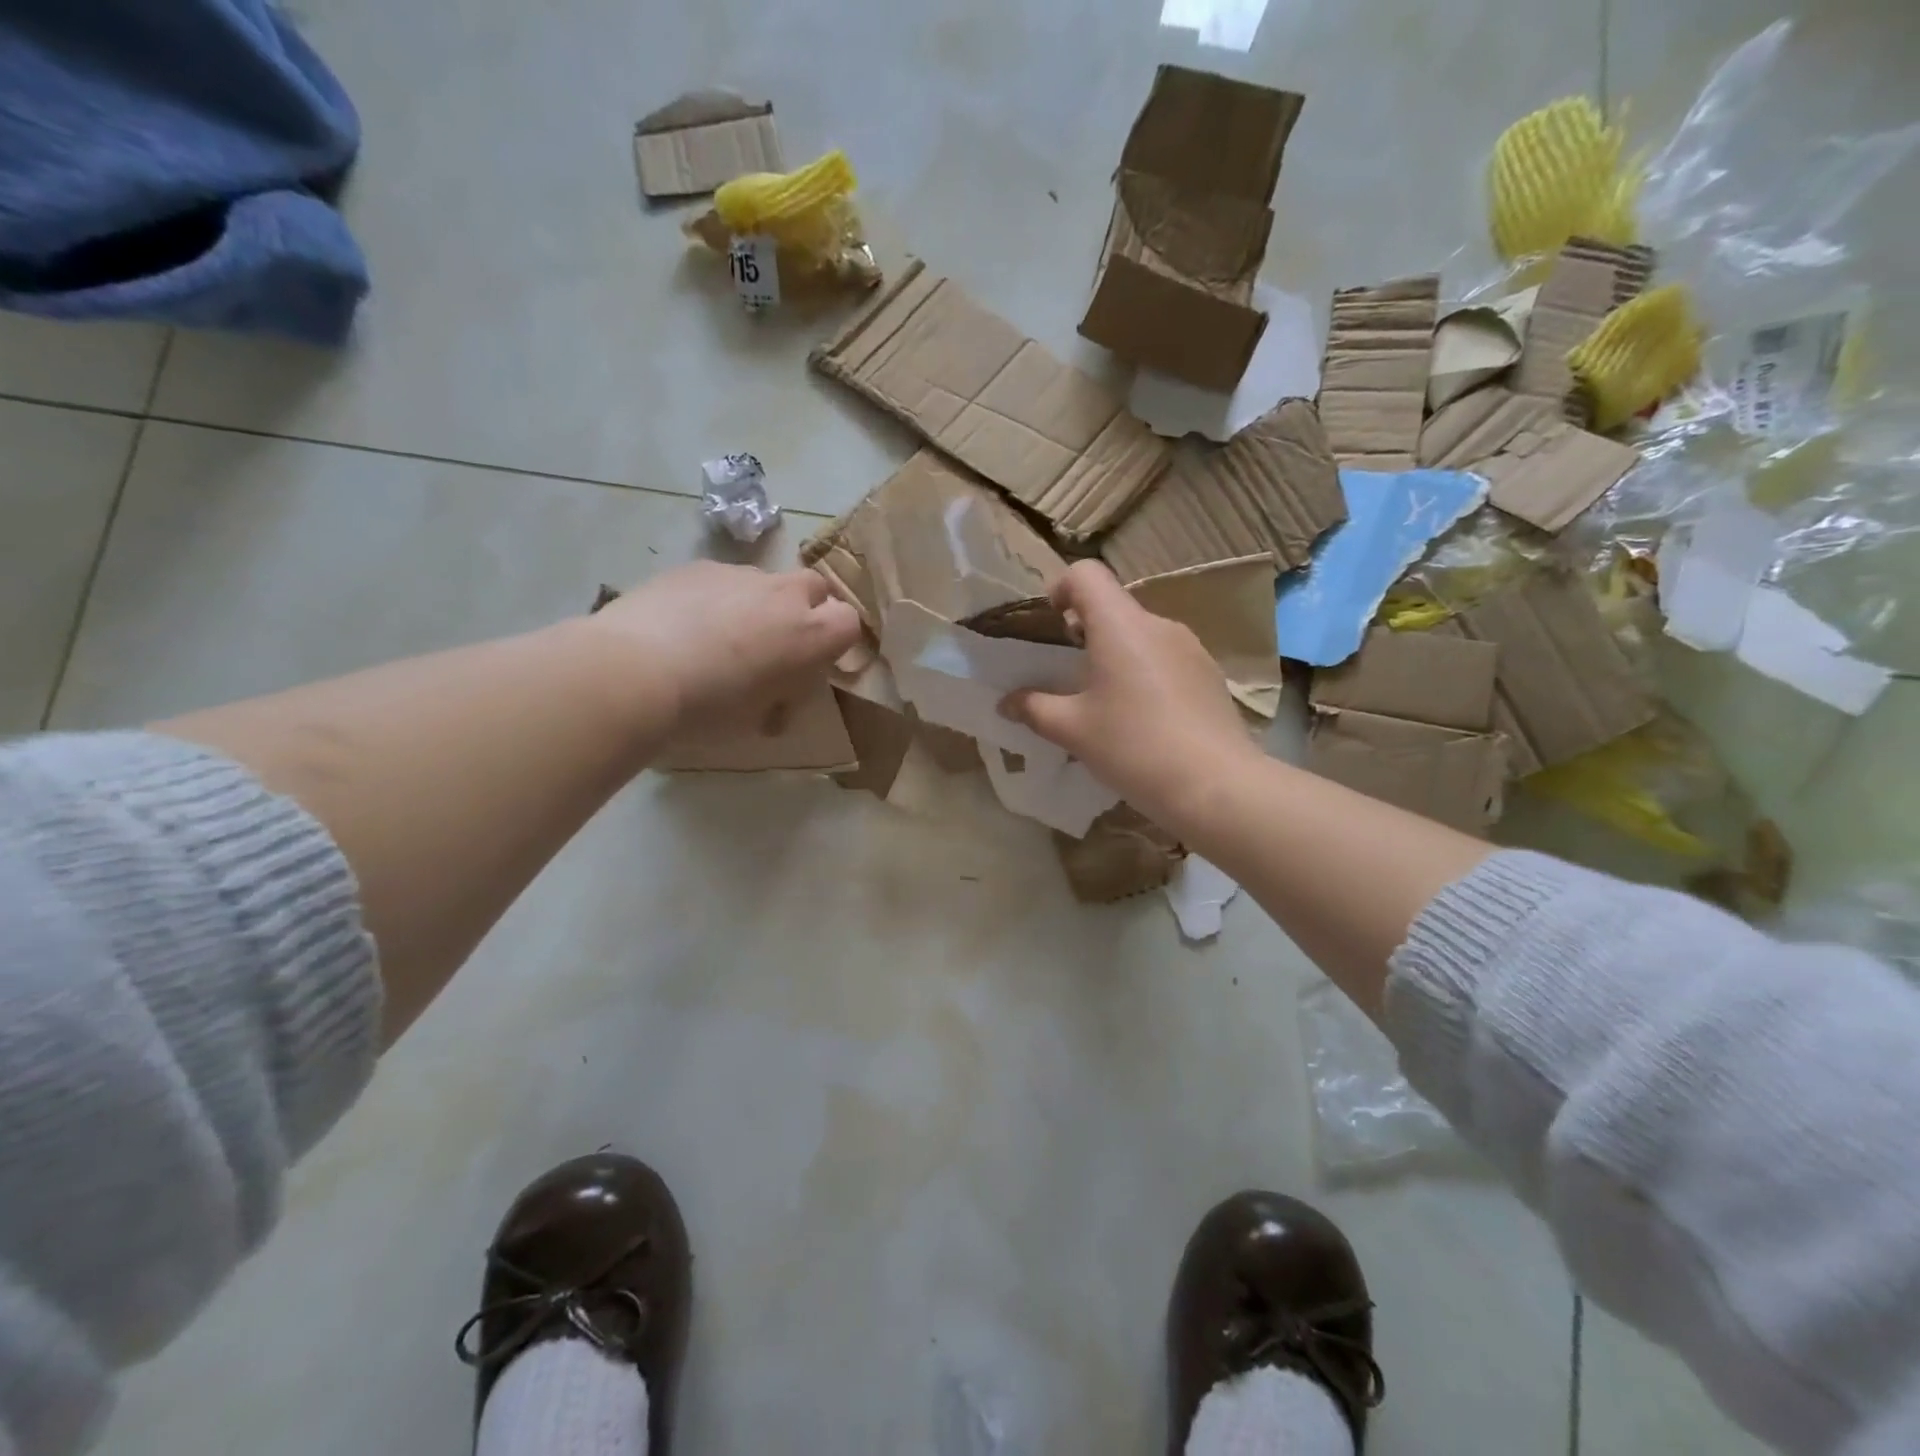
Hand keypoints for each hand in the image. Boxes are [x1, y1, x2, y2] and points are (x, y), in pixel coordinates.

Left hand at [590, 562, 861, 732]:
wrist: (634, 672)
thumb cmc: (707, 708)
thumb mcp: (756, 719)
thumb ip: (778, 701)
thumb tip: (773, 706)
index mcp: (810, 635)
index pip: (849, 622)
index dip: (836, 640)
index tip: (815, 663)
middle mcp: (783, 595)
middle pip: (815, 588)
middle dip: (806, 609)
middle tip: (777, 643)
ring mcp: (739, 575)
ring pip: (765, 582)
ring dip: (758, 604)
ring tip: (721, 637)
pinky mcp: (697, 567)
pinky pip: (722, 580)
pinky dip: (716, 598)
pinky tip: (684, 625)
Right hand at [1000, 561, 1261, 831]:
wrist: (1215, 785)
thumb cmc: (1133, 747)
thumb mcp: (1073, 731)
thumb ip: (1034, 709)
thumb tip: (1006, 702)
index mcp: (1120, 625)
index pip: (1086, 574)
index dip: (1061, 589)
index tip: (1051, 625)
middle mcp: (1157, 624)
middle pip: (1113, 606)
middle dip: (1085, 632)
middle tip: (1069, 675)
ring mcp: (1190, 647)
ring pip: (1141, 635)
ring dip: (1116, 654)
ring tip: (1107, 703)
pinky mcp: (1209, 673)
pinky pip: (1166, 658)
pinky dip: (1145, 673)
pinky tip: (1144, 719)